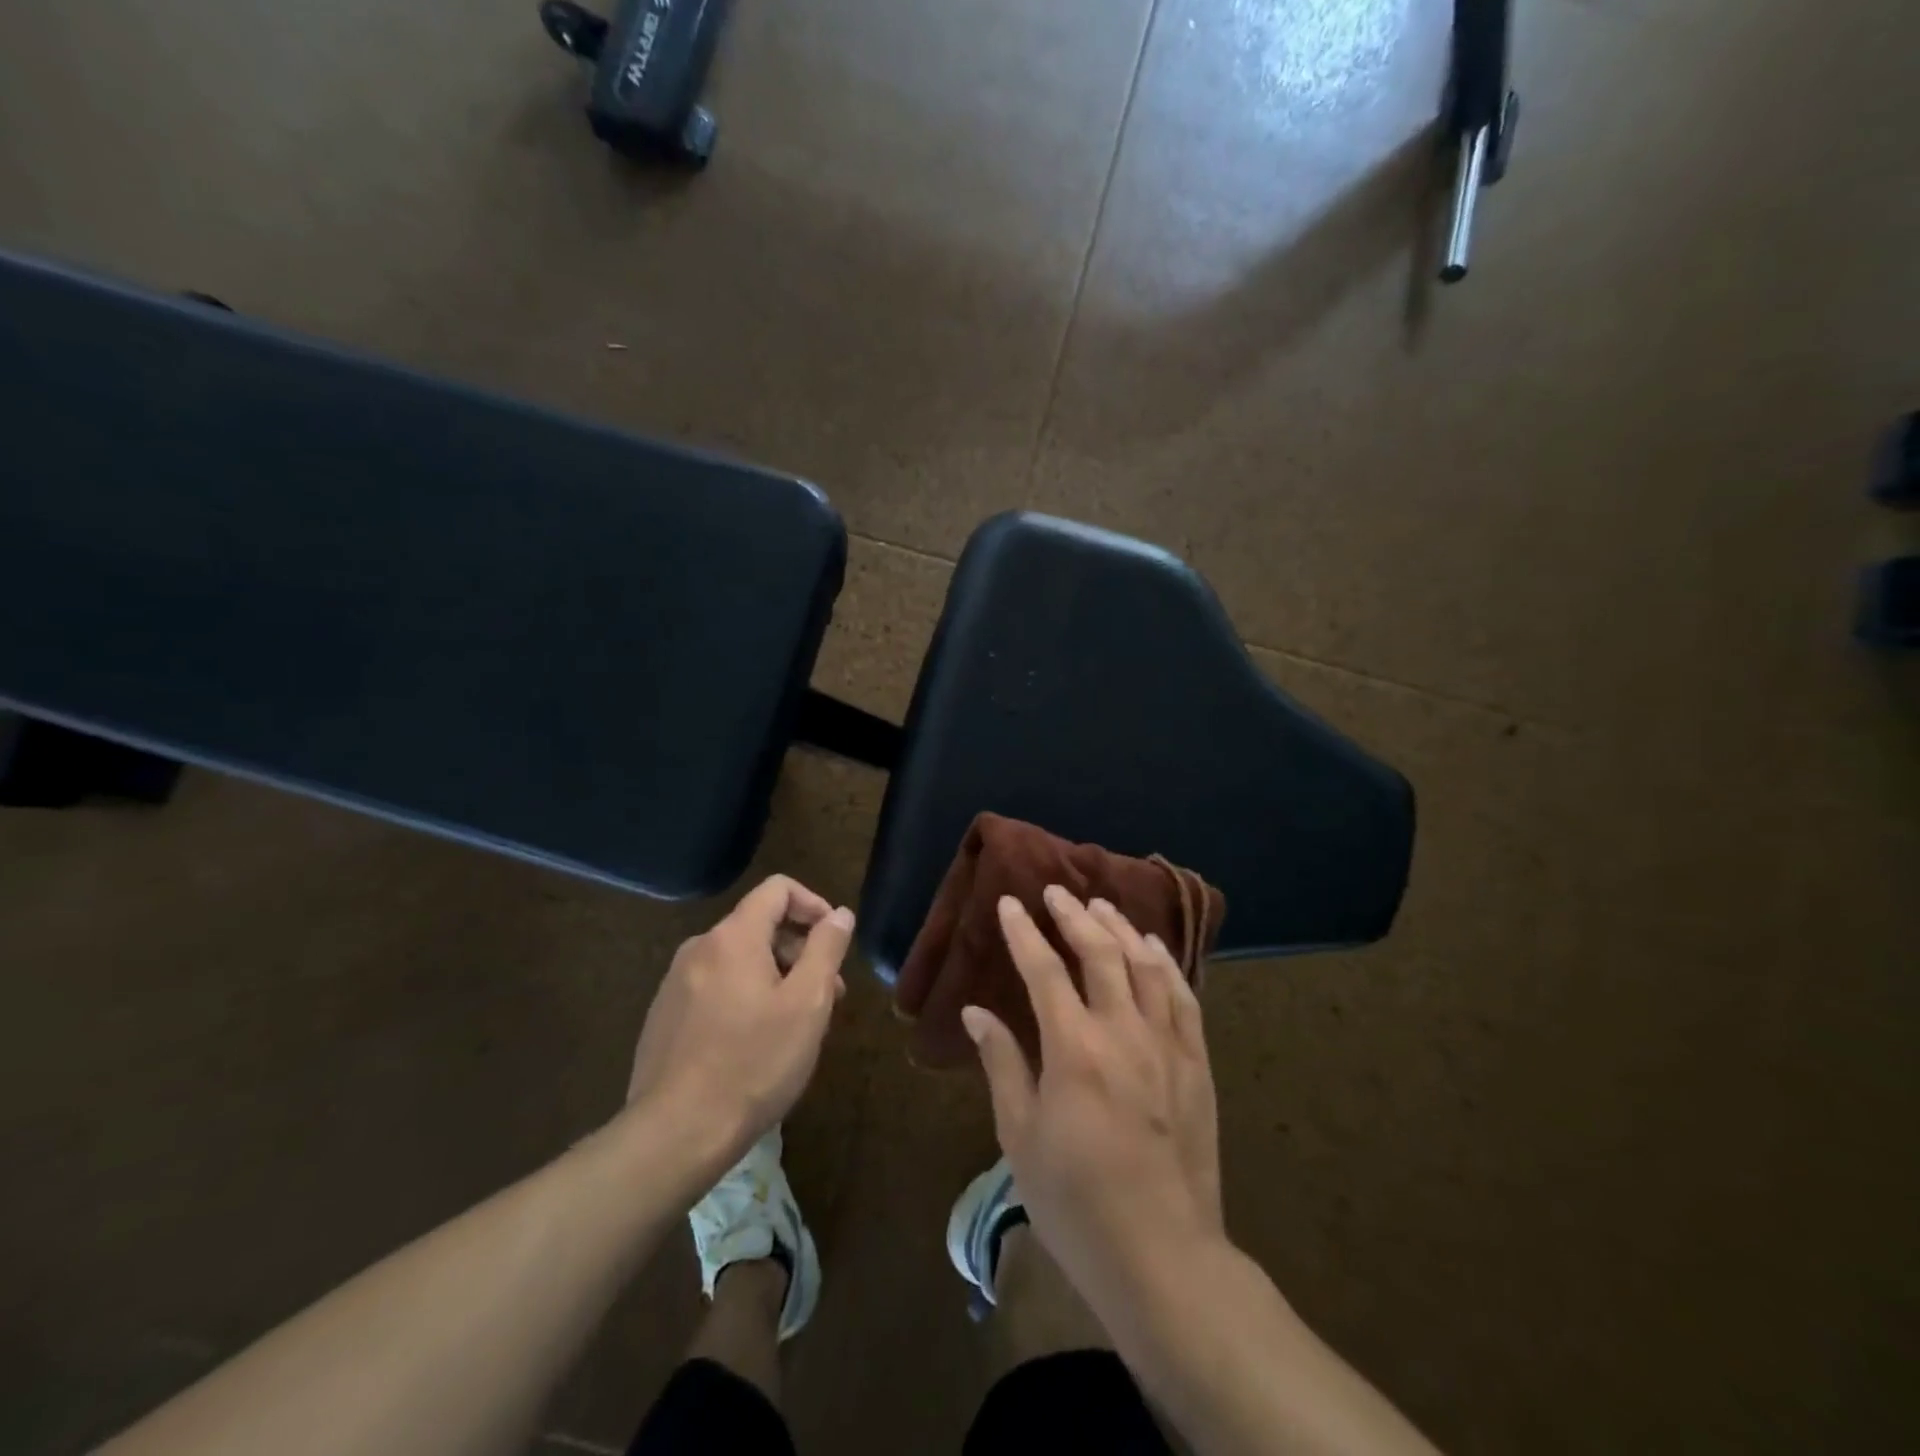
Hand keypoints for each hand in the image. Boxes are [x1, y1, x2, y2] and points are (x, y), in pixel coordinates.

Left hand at [625, 875, 853, 1160]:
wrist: (675, 1134)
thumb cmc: (753, 1063)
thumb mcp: (807, 1004)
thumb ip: (826, 949)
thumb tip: (840, 914)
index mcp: (733, 937)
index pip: (778, 889)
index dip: (814, 904)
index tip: (835, 940)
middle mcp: (699, 948)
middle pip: (760, 926)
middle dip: (800, 950)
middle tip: (828, 996)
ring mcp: (675, 983)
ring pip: (739, 960)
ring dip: (776, 977)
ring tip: (797, 1025)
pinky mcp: (664, 1017)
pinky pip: (716, 987)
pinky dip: (745, 997)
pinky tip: (757, 1044)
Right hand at [964, 887, 1223, 1293]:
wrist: (1163, 1255)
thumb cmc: (1076, 1201)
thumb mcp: (1020, 1136)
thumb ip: (1002, 1064)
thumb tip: (977, 1013)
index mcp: (1074, 1048)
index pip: (1044, 970)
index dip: (1024, 932)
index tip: (1010, 903)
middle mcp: (1123, 1032)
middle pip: (1100, 953)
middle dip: (1074, 916)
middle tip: (1055, 891)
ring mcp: (1166, 1045)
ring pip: (1145, 965)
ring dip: (1120, 928)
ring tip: (1101, 906)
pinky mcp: (1196, 1064)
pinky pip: (1183, 997)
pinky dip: (1165, 964)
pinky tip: (1152, 948)